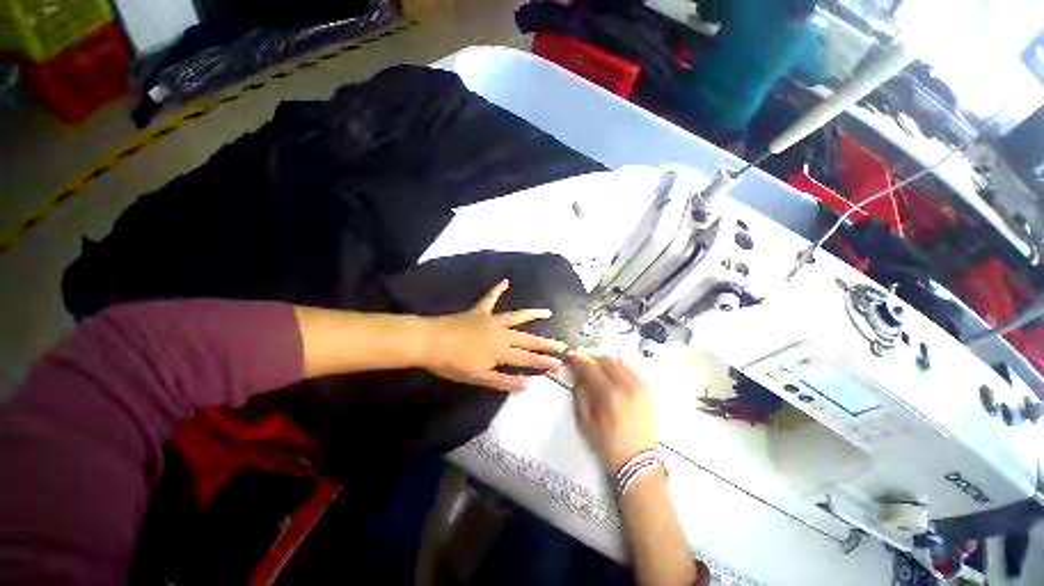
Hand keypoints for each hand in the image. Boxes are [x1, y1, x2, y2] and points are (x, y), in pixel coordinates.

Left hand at [423, 279, 566, 391]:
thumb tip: (526, 384)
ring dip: (533, 314)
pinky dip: (498, 289)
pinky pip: (491, 298)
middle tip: (562, 345)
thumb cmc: (452, 363)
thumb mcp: (478, 377)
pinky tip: (505, 281)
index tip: (560, 365)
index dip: (544, 363)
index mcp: (501, 351)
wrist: (431, 341)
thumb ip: (503, 380)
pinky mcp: (480, 311)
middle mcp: (502, 333)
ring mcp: (492, 320)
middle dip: (546, 343)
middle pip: (528, 339)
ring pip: (517, 316)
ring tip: (547, 312)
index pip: (528, 359)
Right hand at [571, 349, 657, 472]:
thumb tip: (578, 377)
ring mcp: (640, 386)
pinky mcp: (648, 390)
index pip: (591, 367)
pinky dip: (620, 367)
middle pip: (607, 360)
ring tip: (598, 365)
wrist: (639, 461)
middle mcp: (626, 385)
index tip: (573, 355)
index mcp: (609, 395)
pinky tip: (614, 373)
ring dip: (606, 360)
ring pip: (620, 362)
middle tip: (584, 358)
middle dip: (593, 356)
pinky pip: (632, 370)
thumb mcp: (586, 423)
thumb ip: (581, 395)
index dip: (580, 359)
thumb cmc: (608, 444)